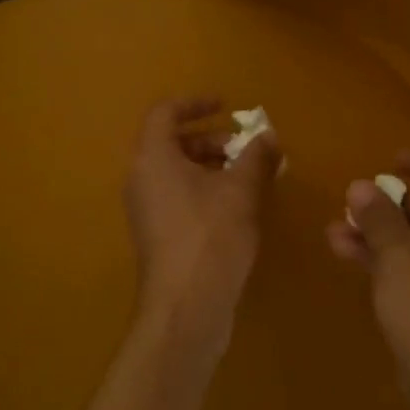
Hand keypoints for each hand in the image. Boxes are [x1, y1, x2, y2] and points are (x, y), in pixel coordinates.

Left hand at [124, 97, 282, 359]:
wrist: (186, 305)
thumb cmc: (211, 235)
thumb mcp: (242, 190)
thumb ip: (256, 156)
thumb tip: (268, 136)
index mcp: (153, 158)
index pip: (165, 113)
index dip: (196, 104)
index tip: (226, 106)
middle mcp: (141, 179)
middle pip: (172, 143)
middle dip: (211, 139)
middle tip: (245, 149)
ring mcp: (146, 209)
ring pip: (176, 172)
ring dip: (211, 166)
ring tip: (248, 177)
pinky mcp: (156, 235)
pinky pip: (178, 196)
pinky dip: (204, 190)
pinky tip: (236, 207)